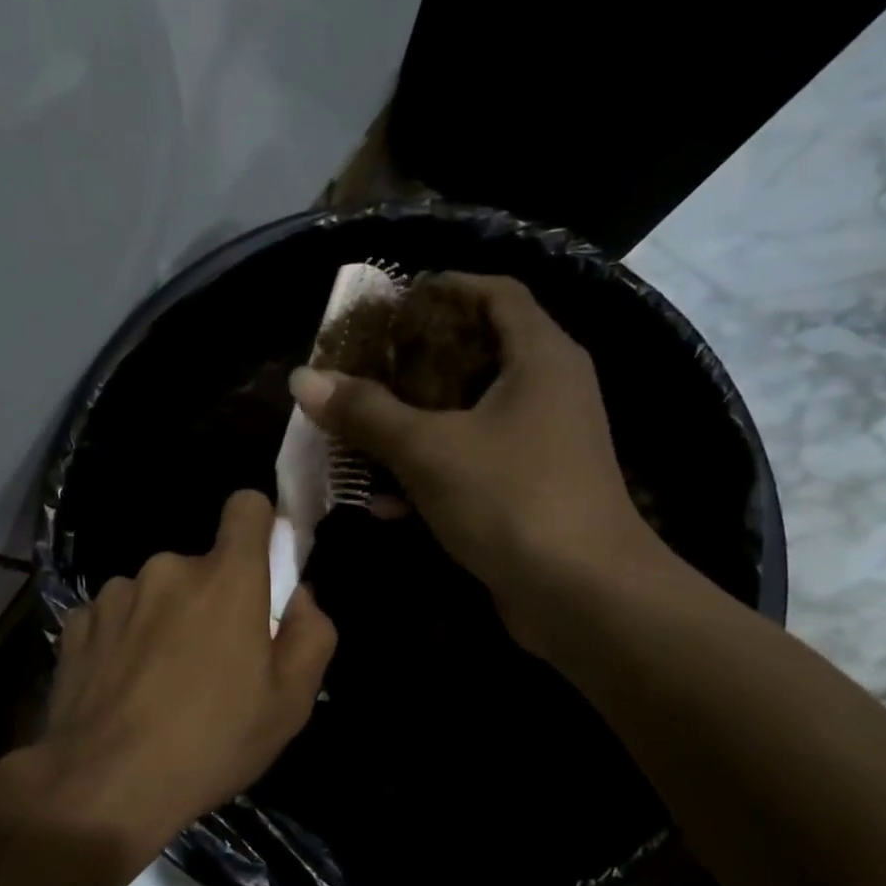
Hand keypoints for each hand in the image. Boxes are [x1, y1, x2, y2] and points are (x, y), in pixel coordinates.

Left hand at [22, 490, 335, 873]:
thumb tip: (298, 596)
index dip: (259, 527)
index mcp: (226, 579)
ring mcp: (115, 593)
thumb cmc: (211, 743)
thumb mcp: (290, 702)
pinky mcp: (77, 622)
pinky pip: (116, 616)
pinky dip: (125, 639)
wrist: (105, 785)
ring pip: (156, 591)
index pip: (246, 506)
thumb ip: (311, 634)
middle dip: (212, 600)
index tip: (261, 567)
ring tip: (161, 682)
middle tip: (212, 662)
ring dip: (165, 620)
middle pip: (201, 566)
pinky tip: (123, 687)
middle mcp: (167, 569)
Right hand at [289, 272, 659, 637]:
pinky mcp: (528, 491)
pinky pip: (471, 466)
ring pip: (466, 418)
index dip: (441, 290)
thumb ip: (366, 412)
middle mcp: (547, 391)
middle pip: (474, 356)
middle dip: (412, 366)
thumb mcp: (429, 450)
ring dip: (412, 427)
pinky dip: (430, 474)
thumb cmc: (511, 499)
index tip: (388, 307)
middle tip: (359, 373)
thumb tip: (304, 379)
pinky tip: (383, 503)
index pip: (493, 294)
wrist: (581, 595)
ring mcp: (541, 445)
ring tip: (357, 437)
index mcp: (539, 357)